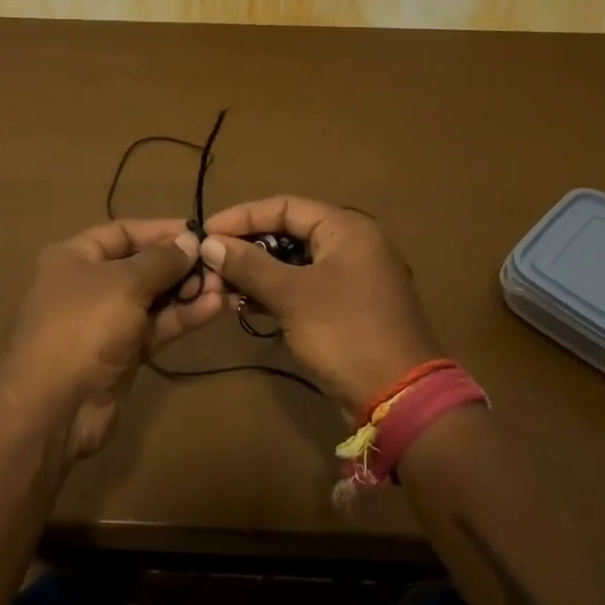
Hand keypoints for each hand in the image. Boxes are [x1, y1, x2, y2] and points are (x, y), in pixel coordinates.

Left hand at [0, 219, 224, 459]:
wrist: (55, 407)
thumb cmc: (83, 326)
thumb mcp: (124, 282)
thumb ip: (161, 260)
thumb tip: (191, 242)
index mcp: (75, 257)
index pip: (123, 232)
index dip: (162, 230)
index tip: (201, 233)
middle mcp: (88, 285)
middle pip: (142, 266)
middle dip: (180, 265)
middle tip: (219, 265)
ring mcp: (105, 322)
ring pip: (153, 299)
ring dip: (188, 292)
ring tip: (225, 287)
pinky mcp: (122, 354)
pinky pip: (156, 327)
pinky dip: (183, 317)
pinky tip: (215, 308)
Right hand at [201, 196, 442, 413]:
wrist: (398, 398)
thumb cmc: (345, 333)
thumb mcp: (292, 296)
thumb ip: (249, 265)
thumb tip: (209, 243)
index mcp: (346, 228)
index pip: (285, 206)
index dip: (242, 216)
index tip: (206, 232)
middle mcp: (352, 244)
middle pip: (289, 232)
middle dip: (248, 247)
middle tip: (210, 262)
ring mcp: (352, 277)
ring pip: (294, 263)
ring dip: (258, 273)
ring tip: (220, 286)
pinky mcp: (347, 307)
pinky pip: (304, 287)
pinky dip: (276, 293)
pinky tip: (245, 305)